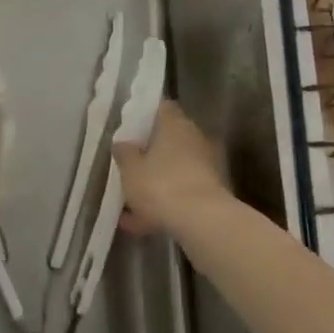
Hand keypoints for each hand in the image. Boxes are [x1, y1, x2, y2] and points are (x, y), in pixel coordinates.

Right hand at [111, 99, 230, 235]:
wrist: (203, 223)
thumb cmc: (161, 185)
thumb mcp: (130, 169)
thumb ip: (124, 153)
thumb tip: (122, 143)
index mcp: (175, 124)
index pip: (162, 107)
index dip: (145, 115)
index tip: (130, 127)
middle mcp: (194, 139)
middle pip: (169, 140)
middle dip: (149, 154)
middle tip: (128, 165)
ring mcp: (206, 167)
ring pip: (174, 170)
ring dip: (155, 183)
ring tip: (129, 204)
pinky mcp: (212, 194)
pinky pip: (181, 194)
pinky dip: (165, 205)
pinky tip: (142, 224)